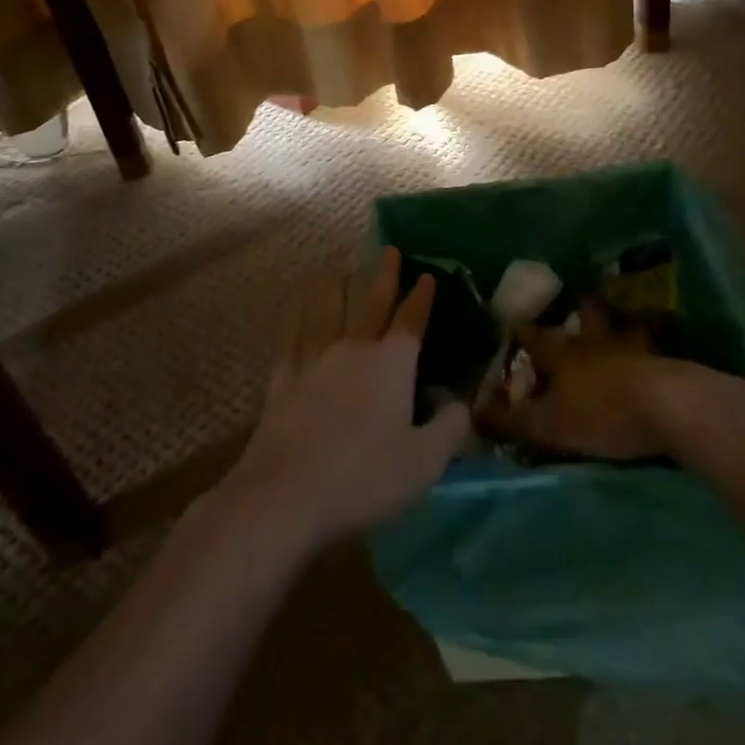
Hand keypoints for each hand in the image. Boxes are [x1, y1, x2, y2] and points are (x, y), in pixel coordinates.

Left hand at [216, 247, 471, 558]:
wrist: (287, 494)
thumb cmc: (364, 478)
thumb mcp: (424, 463)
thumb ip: (450, 430)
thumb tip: (462, 404)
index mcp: (391, 364)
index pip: (411, 321)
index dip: (421, 298)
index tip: (428, 275)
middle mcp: (353, 349)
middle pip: (371, 303)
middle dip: (383, 276)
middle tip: (389, 250)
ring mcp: (313, 360)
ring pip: (327, 310)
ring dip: (336, 286)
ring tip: (339, 268)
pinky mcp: (282, 378)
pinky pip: (290, 335)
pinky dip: (295, 314)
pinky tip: (295, 304)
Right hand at [478, 307, 704, 460]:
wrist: (671, 407)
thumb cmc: (603, 413)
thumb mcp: (550, 425)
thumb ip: (513, 420)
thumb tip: (475, 412)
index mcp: (564, 354)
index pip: (536, 337)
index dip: (523, 331)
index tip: (513, 322)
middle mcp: (596, 342)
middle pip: (585, 318)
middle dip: (579, 311)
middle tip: (577, 304)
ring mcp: (633, 347)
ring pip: (621, 326)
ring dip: (617, 323)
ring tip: (618, 323)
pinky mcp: (666, 361)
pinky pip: (654, 347)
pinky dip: (651, 344)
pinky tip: (653, 351)